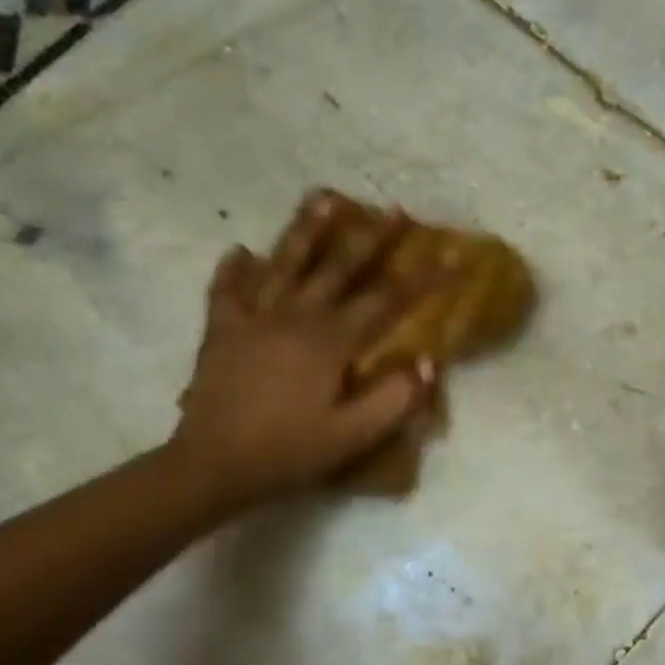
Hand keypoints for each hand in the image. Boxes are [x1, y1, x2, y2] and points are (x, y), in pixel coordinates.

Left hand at [169, 193, 433, 510]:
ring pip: (283, 263)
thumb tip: (427, 360)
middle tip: (393, 209)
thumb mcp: (353, 435)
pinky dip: (233, 269)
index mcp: (330, 341)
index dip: (422, 278)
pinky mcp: (221, 331)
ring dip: (306, 230)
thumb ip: (395, 398)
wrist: (214, 465)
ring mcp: (253, 319)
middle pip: (338, 268)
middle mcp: (294, 317)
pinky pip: (227, 291)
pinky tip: (241, 251)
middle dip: (371, 238)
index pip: (386, 300)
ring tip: (323, 198)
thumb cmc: (289, 451)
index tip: (450, 255)